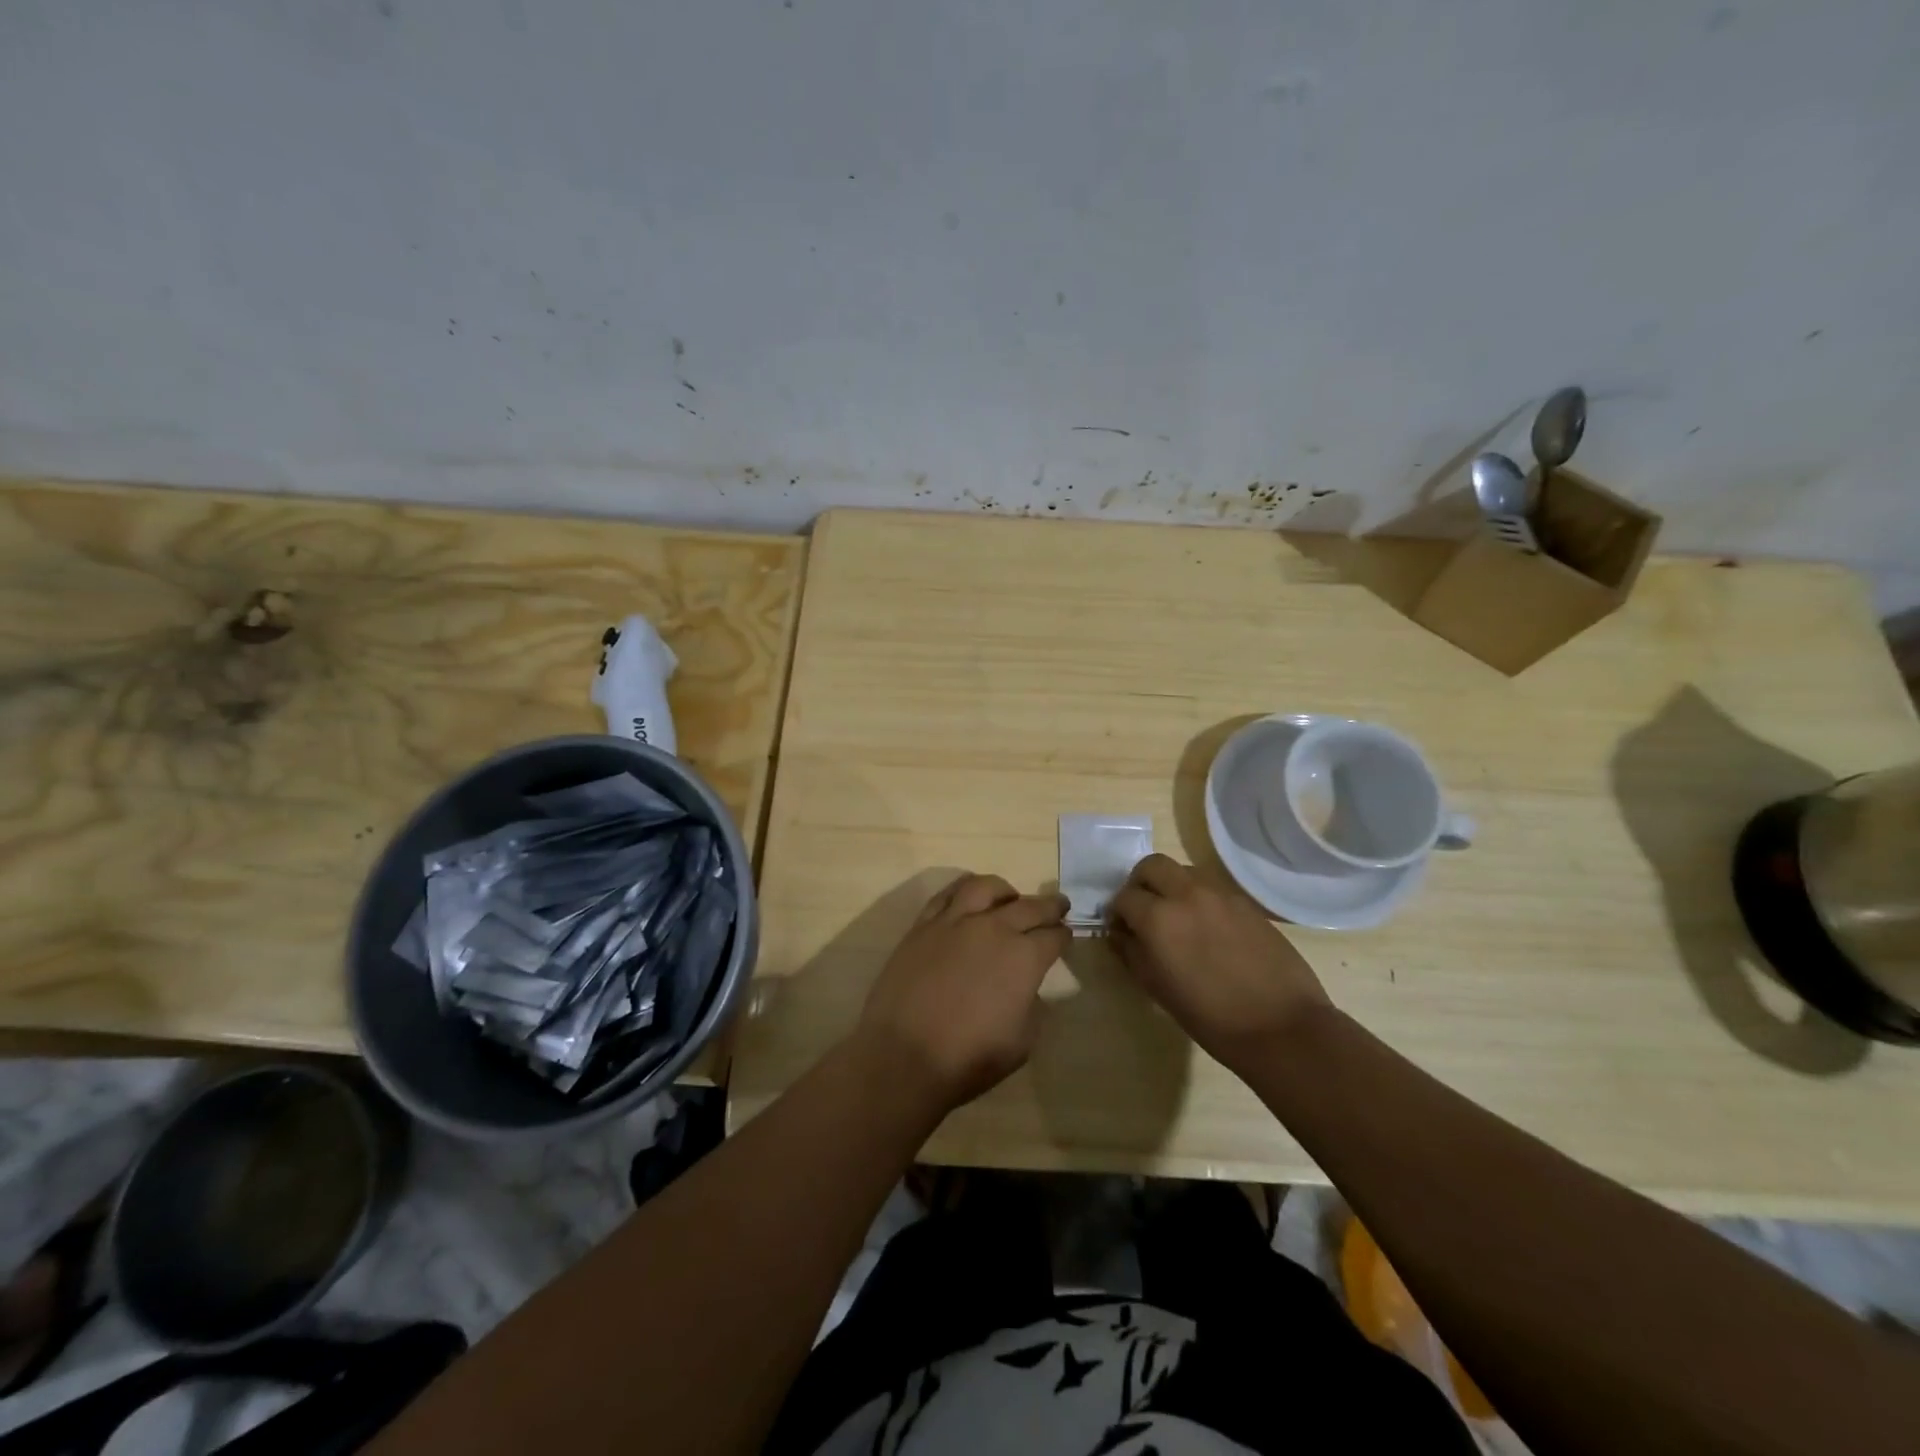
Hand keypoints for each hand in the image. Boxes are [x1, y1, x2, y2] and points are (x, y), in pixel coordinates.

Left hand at [853, 874, 1069, 1113]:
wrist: (904, 1056)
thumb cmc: (969, 1058)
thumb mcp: (1022, 1042)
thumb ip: (1032, 1005)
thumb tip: (1027, 986)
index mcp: (1024, 957)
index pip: (1053, 936)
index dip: (1064, 936)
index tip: (1066, 936)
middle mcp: (993, 928)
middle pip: (1029, 906)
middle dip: (1049, 906)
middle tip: (1058, 906)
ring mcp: (954, 922)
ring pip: (985, 887)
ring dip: (1005, 891)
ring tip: (1010, 898)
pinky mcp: (923, 925)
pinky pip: (946, 894)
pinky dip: (963, 890)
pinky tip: (968, 897)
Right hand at [1108, 854, 1330, 1070]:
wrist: (1281, 1027)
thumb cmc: (1210, 1017)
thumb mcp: (1157, 989)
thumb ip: (1131, 953)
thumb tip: (1119, 933)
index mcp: (1158, 917)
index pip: (1124, 897)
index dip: (1117, 913)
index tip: (1122, 930)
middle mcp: (1187, 894)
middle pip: (1152, 865)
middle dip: (1140, 883)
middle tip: (1144, 911)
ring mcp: (1220, 894)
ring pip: (1183, 871)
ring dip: (1171, 886)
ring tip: (1177, 918)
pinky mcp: (1246, 903)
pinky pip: (1211, 888)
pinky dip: (1199, 898)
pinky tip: (1207, 930)